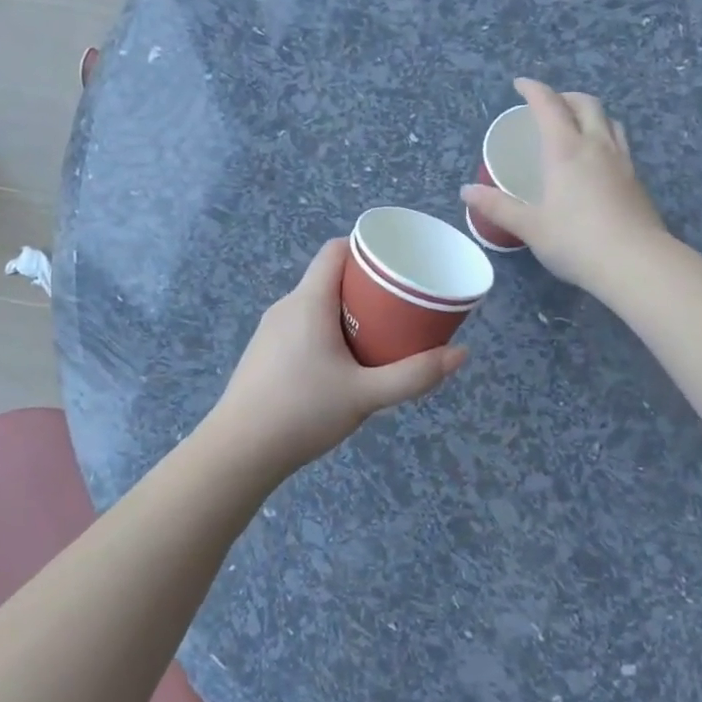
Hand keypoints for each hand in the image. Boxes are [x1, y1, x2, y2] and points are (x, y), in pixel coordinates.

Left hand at [207, 239, 466, 479]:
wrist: (239, 451)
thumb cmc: (303, 412)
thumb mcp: (366, 395)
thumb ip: (414, 375)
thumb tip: (461, 354)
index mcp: (309, 302)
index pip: (335, 251)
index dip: (367, 249)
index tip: (398, 265)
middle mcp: (286, 307)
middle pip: (330, 278)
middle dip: (367, 286)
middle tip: (401, 306)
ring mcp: (270, 331)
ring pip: (316, 306)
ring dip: (348, 312)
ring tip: (380, 334)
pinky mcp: (264, 354)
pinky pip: (302, 327)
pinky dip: (328, 332)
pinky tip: (344, 363)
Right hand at [460, 78, 666, 295]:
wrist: (635, 263)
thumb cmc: (575, 241)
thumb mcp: (530, 227)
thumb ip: (498, 207)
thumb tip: (466, 191)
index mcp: (565, 150)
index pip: (549, 105)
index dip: (533, 90)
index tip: (521, 84)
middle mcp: (596, 146)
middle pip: (586, 104)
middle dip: (565, 97)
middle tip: (550, 104)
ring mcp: (622, 162)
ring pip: (610, 121)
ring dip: (591, 114)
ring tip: (578, 125)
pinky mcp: (637, 181)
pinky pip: (620, 144)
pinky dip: (605, 138)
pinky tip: (598, 161)